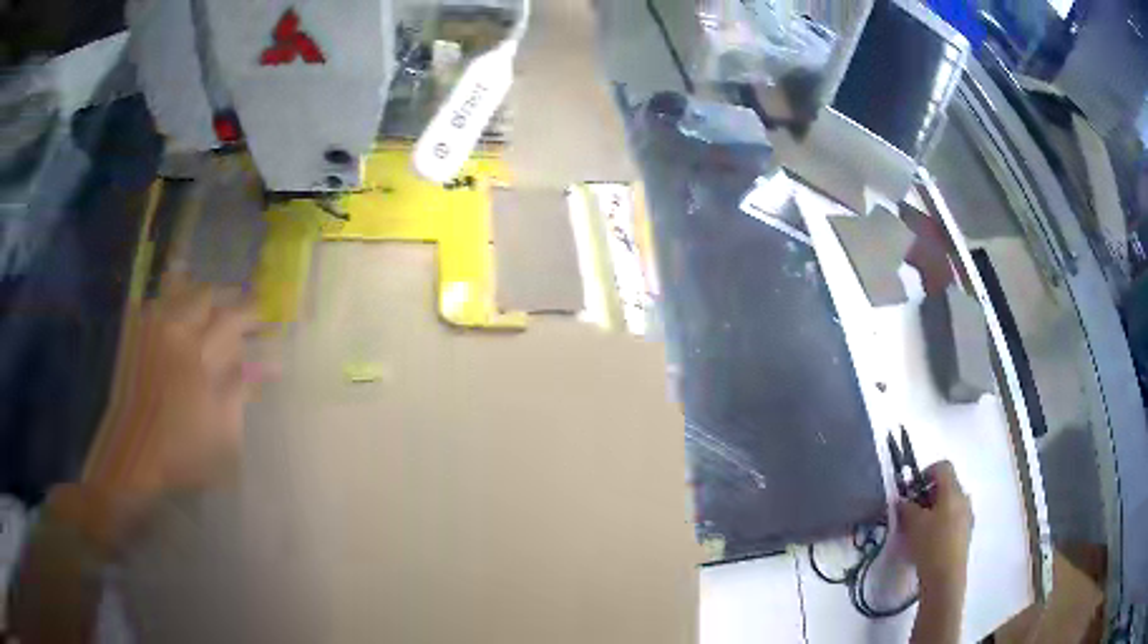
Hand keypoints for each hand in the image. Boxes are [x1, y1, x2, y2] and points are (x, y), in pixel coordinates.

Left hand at [80, 273, 266, 530]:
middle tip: (238, 311)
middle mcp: (172, 330)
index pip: (230, 318)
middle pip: (205, 295)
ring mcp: (150, 330)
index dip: (251, 313)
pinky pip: (157, 304)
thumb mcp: (221, 429)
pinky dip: (173, 302)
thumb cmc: (181, 449)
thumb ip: (239, 390)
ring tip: (209, 310)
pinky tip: (179, 317)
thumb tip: (264, 366)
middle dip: (226, 299)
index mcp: (196, 353)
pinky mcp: (135, 336)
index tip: (265, 316)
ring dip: (199, 296)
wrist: (134, 456)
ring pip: (179, 291)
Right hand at [899, 460, 973, 599]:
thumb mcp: (912, 524)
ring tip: (918, 529)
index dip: (925, 473)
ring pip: (950, 504)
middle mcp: (964, 497)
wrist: (946, 577)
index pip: (942, 467)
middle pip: (947, 486)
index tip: (911, 490)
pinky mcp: (966, 533)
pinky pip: (953, 519)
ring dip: (934, 510)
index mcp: (953, 490)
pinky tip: (929, 542)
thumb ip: (906, 507)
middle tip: (911, 511)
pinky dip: (941, 523)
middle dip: (928, 494)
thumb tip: (902, 499)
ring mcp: (968, 516)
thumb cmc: (930, 545)